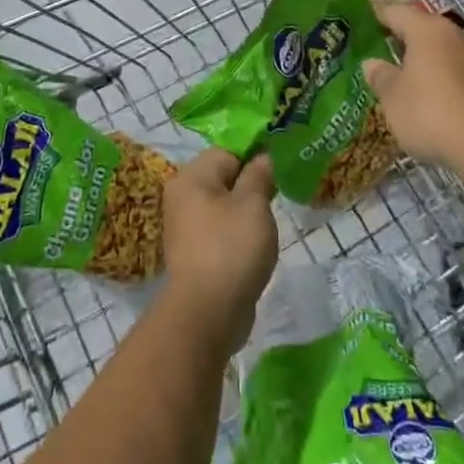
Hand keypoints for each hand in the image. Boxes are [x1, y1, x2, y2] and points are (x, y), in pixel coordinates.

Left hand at [161, 148, 277, 355]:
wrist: (207, 313)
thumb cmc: (231, 248)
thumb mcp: (253, 204)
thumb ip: (259, 175)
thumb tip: (263, 157)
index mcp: (192, 176)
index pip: (228, 151)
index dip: (256, 155)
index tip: (281, 167)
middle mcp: (183, 195)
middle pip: (224, 177)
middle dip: (252, 183)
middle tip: (279, 193)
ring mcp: (186, 225)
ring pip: (224, 204)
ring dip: (247, 210)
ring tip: (269, 222)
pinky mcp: (195, 251)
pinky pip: (221, 229)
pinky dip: (238, 232)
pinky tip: (256, 244)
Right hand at [362, 0, 463, 167]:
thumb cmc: (429, 112)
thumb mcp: (392, 97)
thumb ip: (380, 76)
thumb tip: (372, 63)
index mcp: (427, 29)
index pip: (396, 12)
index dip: (378, 18)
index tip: (365, 28)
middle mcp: (457, 35)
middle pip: (425, 30)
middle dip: (406, 42)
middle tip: (385, 57)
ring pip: (448, 52)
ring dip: (430, 63)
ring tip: (411, 83)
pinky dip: (449, 82)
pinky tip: (439, 103)